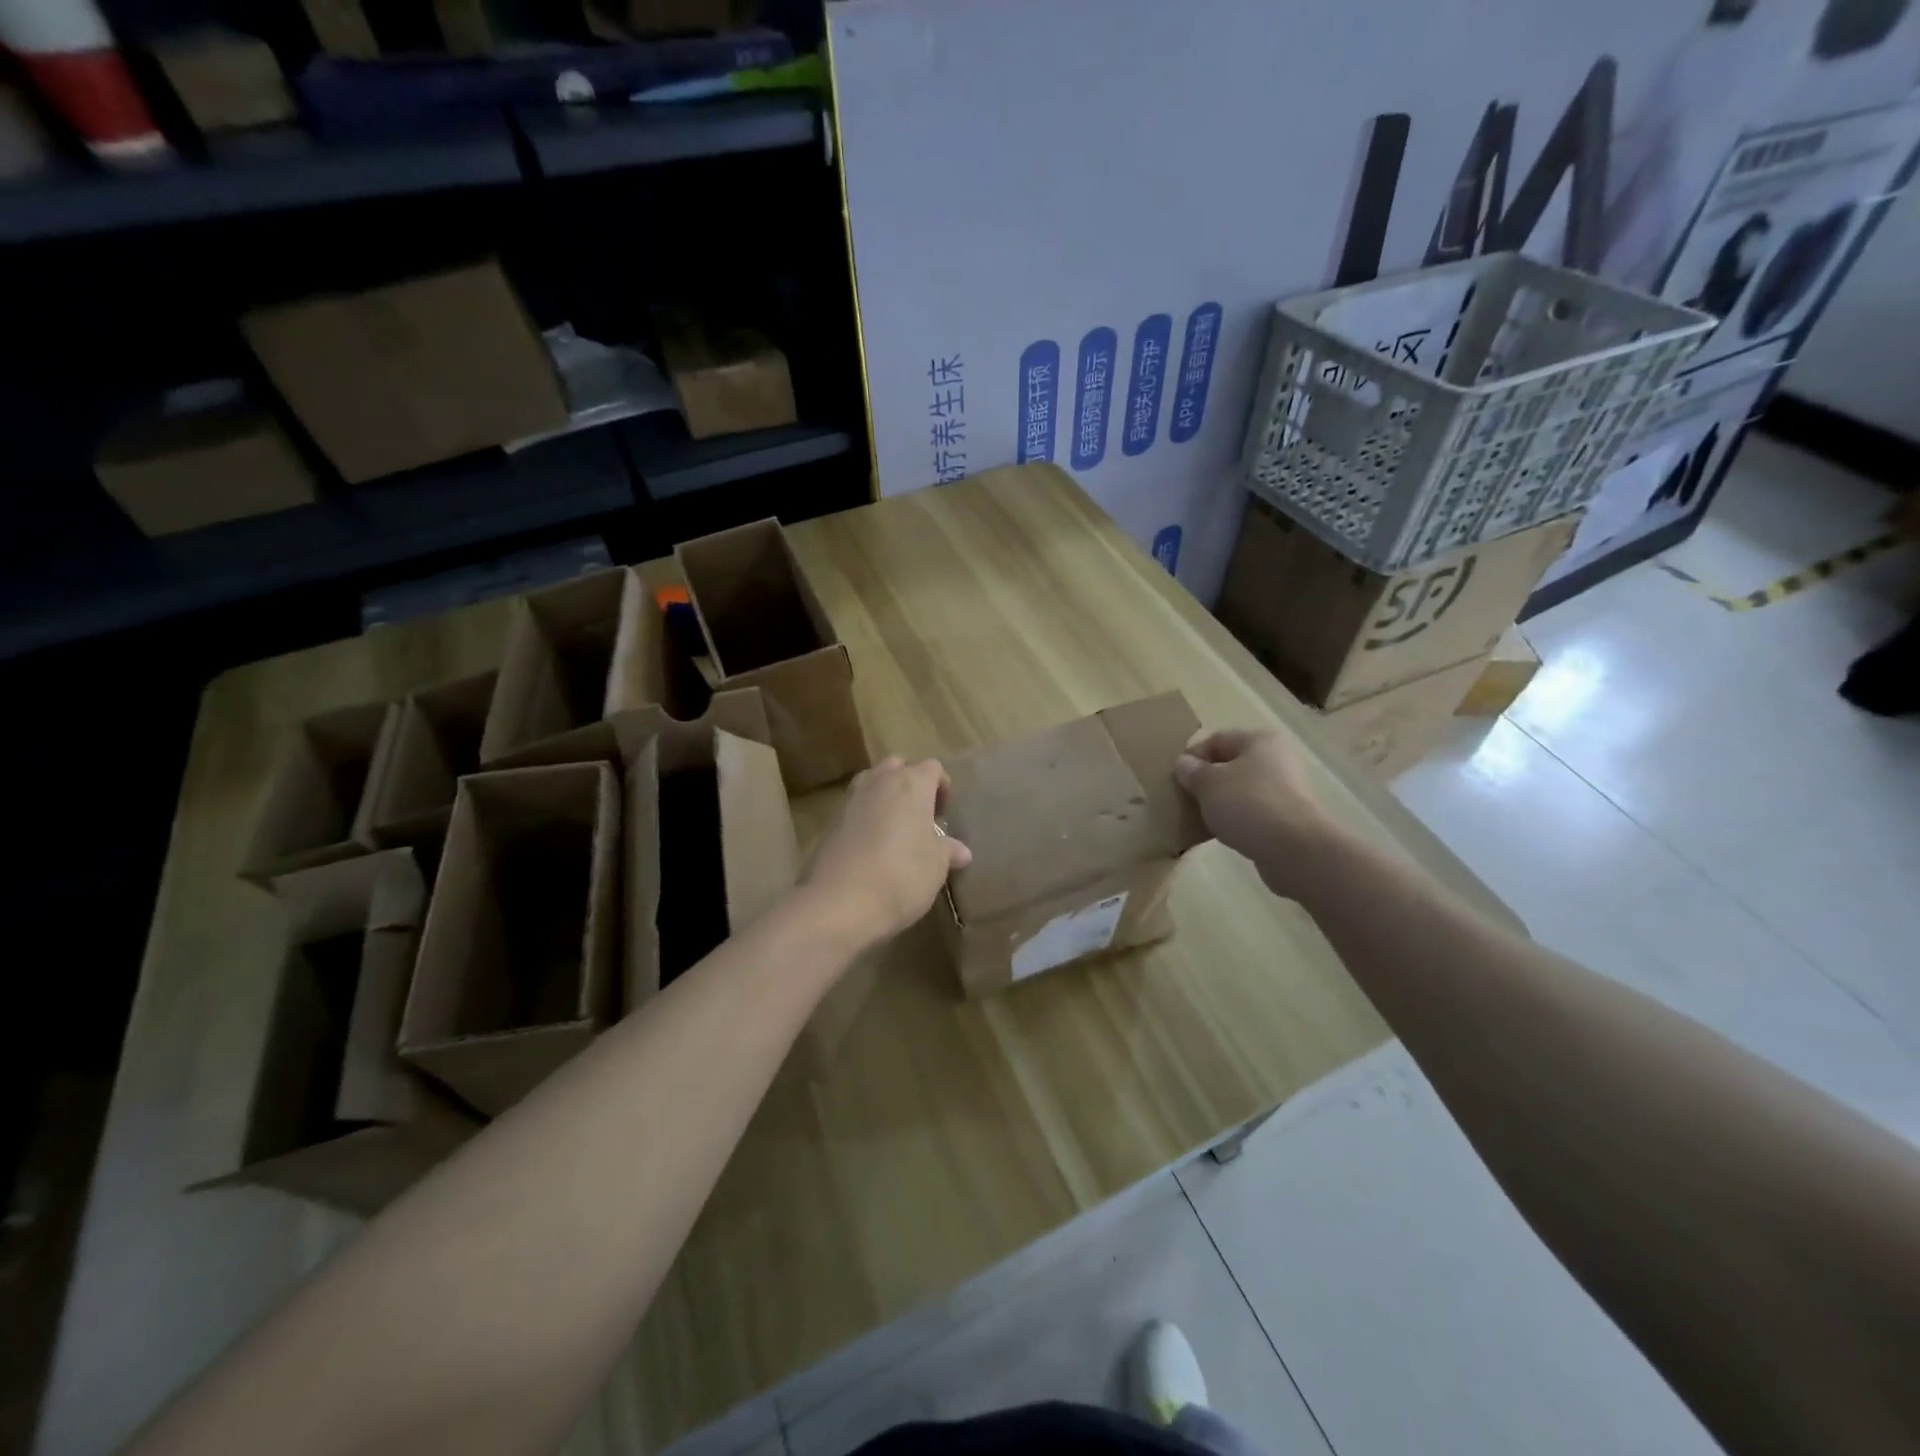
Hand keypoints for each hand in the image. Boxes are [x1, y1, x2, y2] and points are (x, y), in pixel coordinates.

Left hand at [803, 756, 972, 948]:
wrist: (841, 901)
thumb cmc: (903, 875)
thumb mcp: (936, 865)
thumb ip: (948, 851)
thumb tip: (962, 852)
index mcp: (912, 783)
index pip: (933, 767)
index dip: (942, 786)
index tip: (944, 814)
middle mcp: (880, 781)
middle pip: (898, 766)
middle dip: (910, 783)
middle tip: (919, 815)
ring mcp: (851, 798)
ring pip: (872, 781)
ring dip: (885, 795)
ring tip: (895, 828)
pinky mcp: (831, 820)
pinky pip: (854, 806)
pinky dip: (865, 815)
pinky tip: (871, 845)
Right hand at [1174, 729, 1340, 897]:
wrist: (1294, 849)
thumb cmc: (1248, 804)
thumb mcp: (1208, 784)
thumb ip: (1192, 771)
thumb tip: (1184, 763)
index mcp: (1260, 740)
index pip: (1217, 740)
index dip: (1193, 756)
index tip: (1175, 779)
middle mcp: (1278, 759)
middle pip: (1232, 764)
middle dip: (1207, 780)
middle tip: (1186, 798)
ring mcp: (1287, 789)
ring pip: (1243, 789)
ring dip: (1221, 801)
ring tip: (1202, 817)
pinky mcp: (1290, 817)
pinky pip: (1254, 811)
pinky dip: (1238, 818)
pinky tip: (1224, 832)